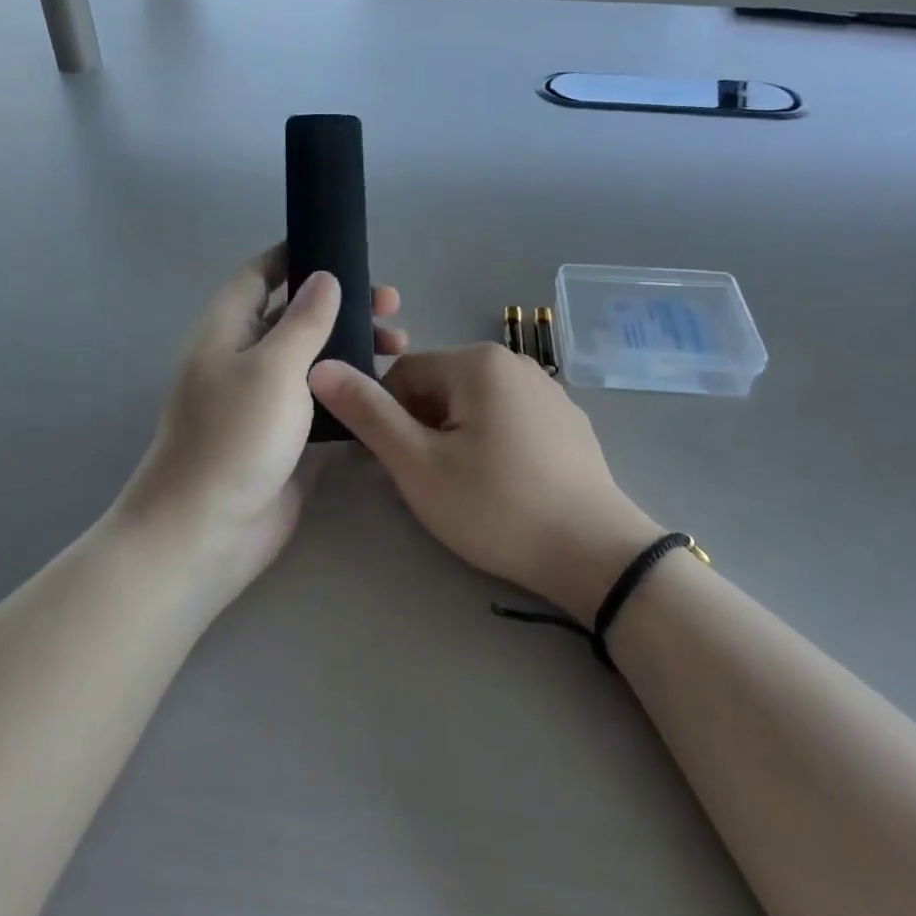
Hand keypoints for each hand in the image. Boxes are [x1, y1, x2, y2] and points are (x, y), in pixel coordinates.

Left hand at [117, 244, 405, 609]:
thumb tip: (325, 277)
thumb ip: (303, 320)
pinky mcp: (286, 436)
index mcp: (227, 330)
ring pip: (314, 358)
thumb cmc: (234, 436)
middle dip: (342, 304)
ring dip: (353, 346)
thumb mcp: (272, 367)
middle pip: (295, 315)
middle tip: (391, 305)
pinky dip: (350, 387)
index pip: (259, 276)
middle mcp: (244, 358)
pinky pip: (322, 398)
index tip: (340, 248)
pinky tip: (387, 387)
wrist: (207, 531)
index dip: (294, 256)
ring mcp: (265, 400)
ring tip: (400, 347)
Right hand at [310, 345, 659, 622]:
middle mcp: (515, 362)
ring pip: (474, 407)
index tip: (400, 466)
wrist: (595, 553)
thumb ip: (367, 413)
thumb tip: (320, 367)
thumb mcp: (418, 464)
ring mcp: (548, 390)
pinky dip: (494, 446)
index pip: (403, 375)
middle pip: (439, 388)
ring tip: (470, 490)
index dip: (389, 420)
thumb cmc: (496, 506)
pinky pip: (510, 420)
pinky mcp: (568, 421)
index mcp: (477, 362)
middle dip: (424, 430)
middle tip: (434, 483)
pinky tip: (506, 488)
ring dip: (456, 440)